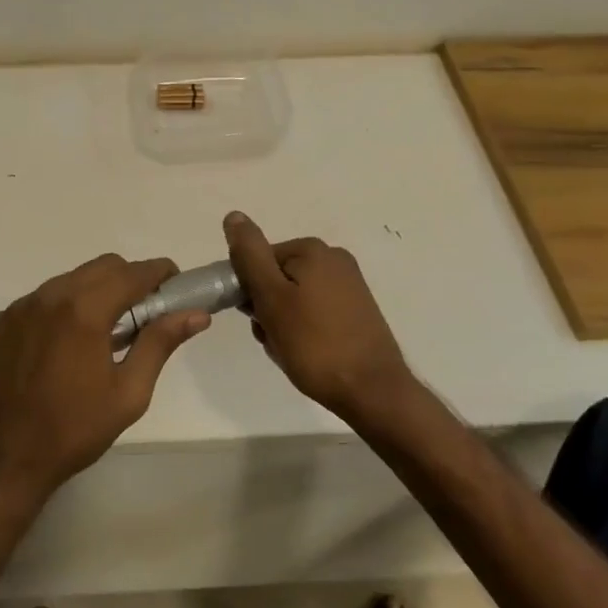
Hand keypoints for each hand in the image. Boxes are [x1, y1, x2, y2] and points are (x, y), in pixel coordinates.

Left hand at [0, 254, 208, 506]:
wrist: (3, 462)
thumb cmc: (74, 430)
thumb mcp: (129, 393)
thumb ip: (160, 344)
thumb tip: (195, 315)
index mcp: (84, 310)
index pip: (133, 272)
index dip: (160, 273)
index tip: (175, 286)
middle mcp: (48, 296)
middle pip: (100, 268)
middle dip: (128, 280)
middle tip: (142, 314)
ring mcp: (18, 308)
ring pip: (67, 281)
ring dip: (93, 294)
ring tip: (101, 334)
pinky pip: (37, 302)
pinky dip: (58, 312)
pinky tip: (60, 348)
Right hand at [223, 211, 409, 419]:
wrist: (372, 391)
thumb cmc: (314, 344)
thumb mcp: (272, 298)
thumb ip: (250, 256)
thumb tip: (234, 216)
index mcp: (313, 250)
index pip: (259, 261)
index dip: (250, 291)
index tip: (256, 319)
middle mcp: (334, 259)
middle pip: (277, 278)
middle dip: (267, 309)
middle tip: (275, 339)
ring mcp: (349, 285)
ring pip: (294, 299)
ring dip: (283, 324)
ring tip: (291, 351)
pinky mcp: (357, 310)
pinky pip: (315, 313)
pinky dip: (304, 331)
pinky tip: (308, 354)